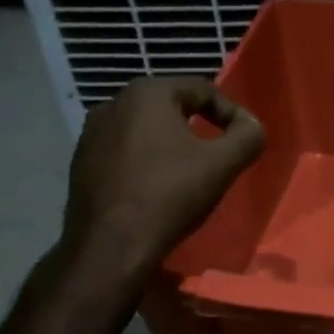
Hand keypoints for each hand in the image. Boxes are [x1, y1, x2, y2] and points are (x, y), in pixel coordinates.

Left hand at [61, 76, 263, 283]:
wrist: (111, 244)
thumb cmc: (170, 195)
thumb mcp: (223, 164)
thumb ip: (248, 136)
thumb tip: (252, 125)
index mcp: (146, 93)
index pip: (201, 89)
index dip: (231, 113)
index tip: (244, 141)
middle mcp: (113, 104)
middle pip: (171, 108)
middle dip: (199, 128)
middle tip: (219, 156)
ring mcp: (91, 134)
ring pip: (145, 131)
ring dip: (170, 146)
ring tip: (188, 174)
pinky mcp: (80, 164)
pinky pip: (124, 153)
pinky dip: (145, 163)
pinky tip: (156, 190)